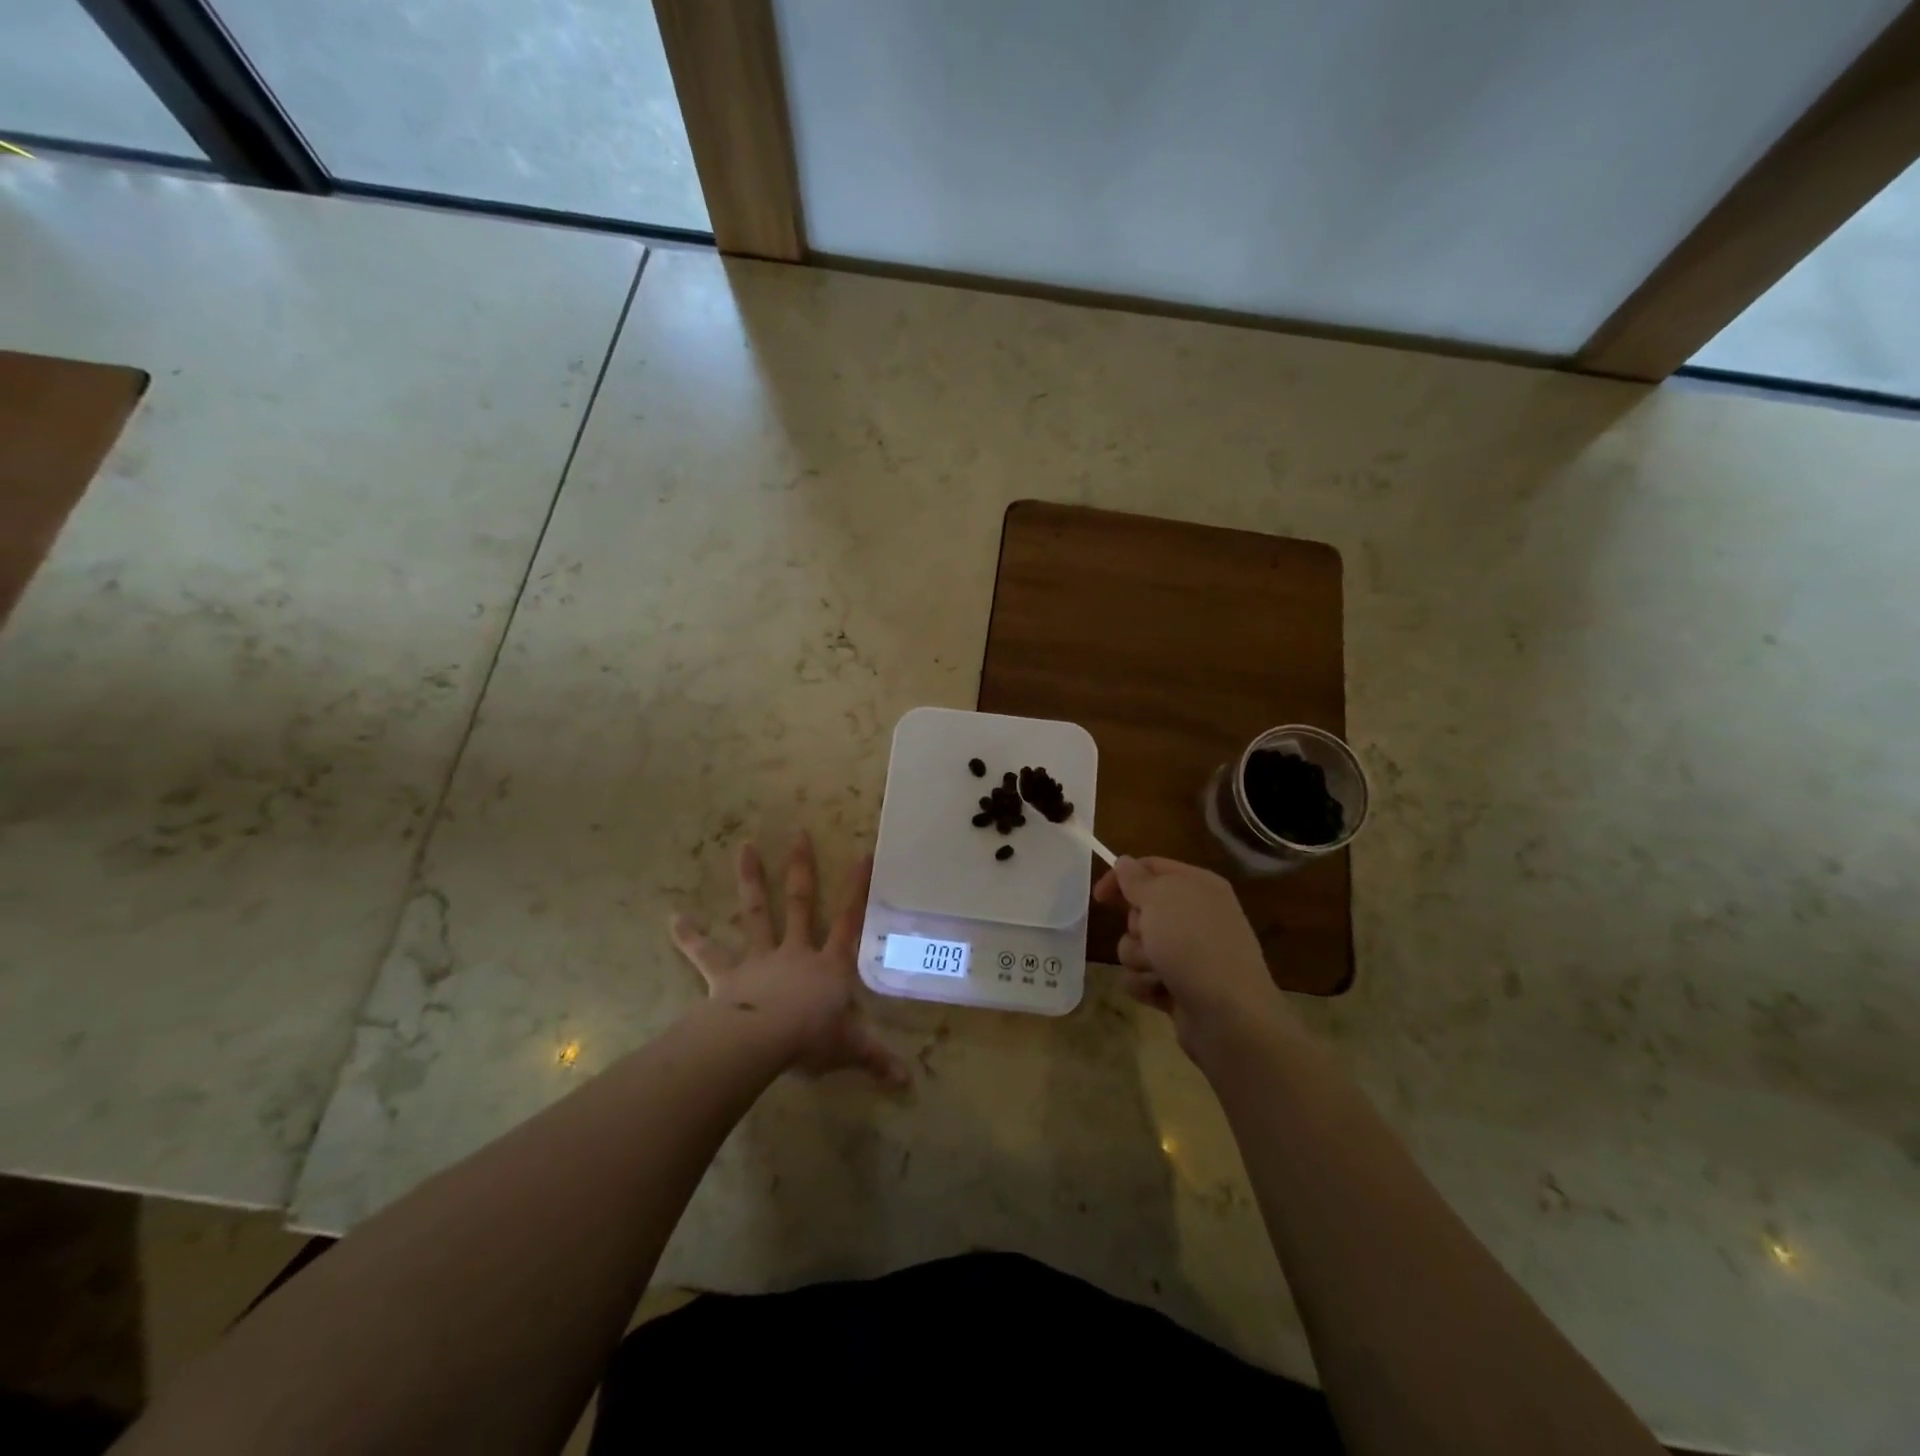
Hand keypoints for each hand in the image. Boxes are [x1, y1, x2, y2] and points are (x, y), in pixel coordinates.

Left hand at [670, 832, 906, 1084]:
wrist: (763, 1042)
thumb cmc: (812, 1040)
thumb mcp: (851, 1050)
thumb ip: (877, 1059)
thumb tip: (910, 1081)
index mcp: (829, 965)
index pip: (850, 920)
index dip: (858, 889)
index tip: (863, 854)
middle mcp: (795, 951)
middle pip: (801, 902)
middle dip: (801, 868)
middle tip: (797, 832)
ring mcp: (760, 959)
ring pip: (756, 913)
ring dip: (750, 880)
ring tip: (744, 847)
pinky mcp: (728, 975)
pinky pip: (707, 953)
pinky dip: (690, 937)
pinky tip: (672, 918)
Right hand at [1093, 855, 1292, 1056]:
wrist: (1229, 1014)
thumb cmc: (1192, 943)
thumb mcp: (1159, 898)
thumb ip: (1136, 878)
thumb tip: (1125, 862)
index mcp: (1198, 886)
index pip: (1151, 867)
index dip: (1122, 877)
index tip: (1099, 896)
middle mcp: (1197, 916)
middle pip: (1142, 909)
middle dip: (1134, 925)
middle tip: (1147, 934)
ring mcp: (1190, 954)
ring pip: (1138, 946)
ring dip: (1138, 958)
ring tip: (1156, 969)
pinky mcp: (1181, 986)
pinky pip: (1144, 977)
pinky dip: (1146, 984)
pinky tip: (1160, 992)